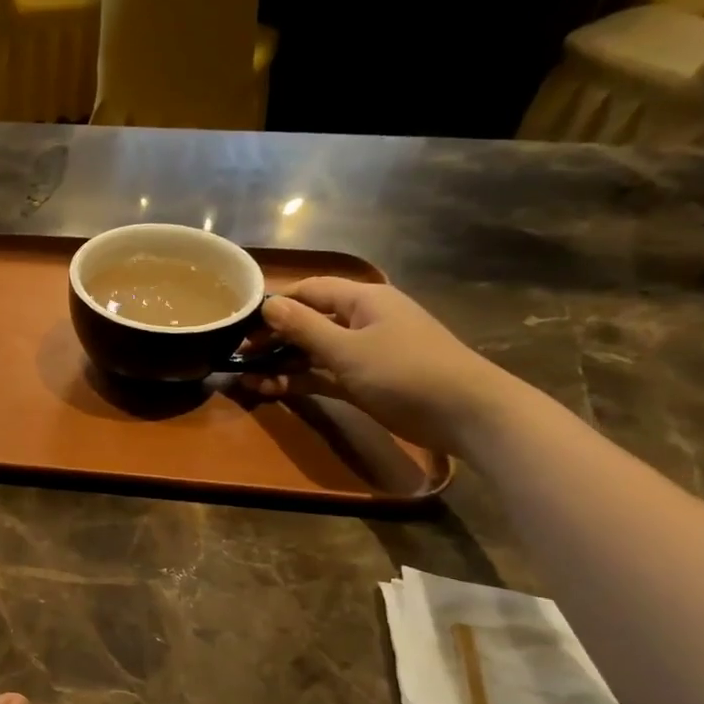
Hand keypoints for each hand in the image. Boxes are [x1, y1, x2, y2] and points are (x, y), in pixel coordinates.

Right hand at [240, 278, 523, 452]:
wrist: (465, 413)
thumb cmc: (405, 371)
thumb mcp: (347, 349)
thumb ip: (304, 328)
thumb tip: (268, 305)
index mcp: (363, 300)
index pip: (310, 290)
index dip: (276, 304)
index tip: (240, 323)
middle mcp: (362, 320)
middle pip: (309, 321)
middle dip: (273, 338)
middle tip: (238, 355)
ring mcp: (365, 352)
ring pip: (313, 351)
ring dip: (282, 364)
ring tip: (247, 379)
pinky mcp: (365, 381)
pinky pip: (324, 375)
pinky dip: (300, 380)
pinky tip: (272, 391)